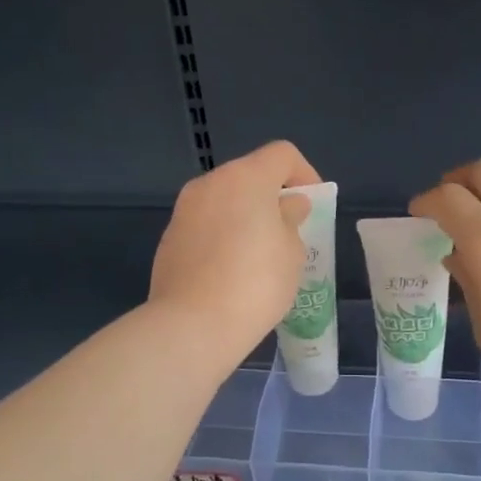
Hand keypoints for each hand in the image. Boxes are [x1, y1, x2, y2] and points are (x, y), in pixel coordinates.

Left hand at [149, 140, 320, 364]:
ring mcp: (184, 210)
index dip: (303, 173)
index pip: (282, 154)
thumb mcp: (292, 252)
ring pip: (224, 200)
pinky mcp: (169, 238)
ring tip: (259, 256)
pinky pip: (205, 225)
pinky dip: (221, 237)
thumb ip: (291, 220)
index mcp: (246, 177)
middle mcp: (210, 183)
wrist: (193, 325)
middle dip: (271, 197)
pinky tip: (229, 272)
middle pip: (249, 175)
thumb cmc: (256, 283)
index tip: (310, 207)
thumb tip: (286, 206)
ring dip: (244, 217)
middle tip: (287, 233)